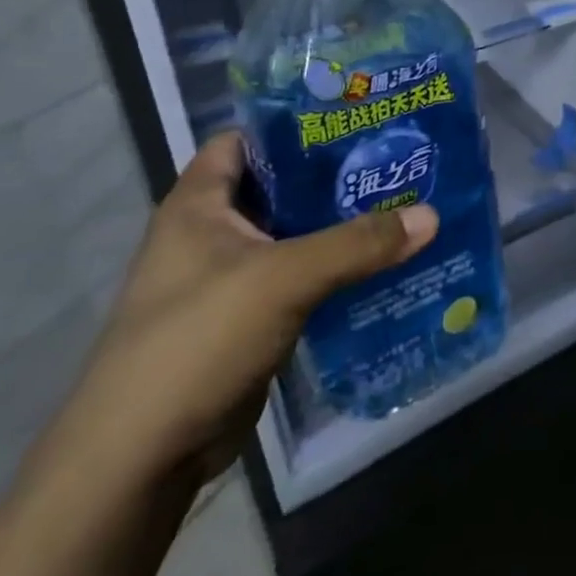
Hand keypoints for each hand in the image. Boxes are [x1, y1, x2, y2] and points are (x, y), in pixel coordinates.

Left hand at [53, 132, 436, 486]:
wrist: (143, 456)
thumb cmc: (197, 341)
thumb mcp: (282, 279)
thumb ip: (358, 244)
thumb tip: (432, 215)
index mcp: (200, 204)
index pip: (246, 140)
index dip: (295, 124)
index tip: (356, 119)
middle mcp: (213, 233)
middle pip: (282, 188)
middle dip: (336, 177)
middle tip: (398, 162)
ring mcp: (231, 279)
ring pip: (297, 236)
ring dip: (343, 227)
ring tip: (405, 206)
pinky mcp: (251, 319)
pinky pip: (303, 280)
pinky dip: (339, 271)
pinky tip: (386, 265)